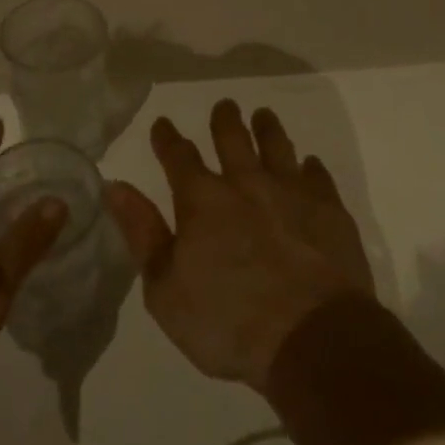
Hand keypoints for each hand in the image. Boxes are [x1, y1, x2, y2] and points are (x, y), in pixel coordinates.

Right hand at [105, 99, 375, 392]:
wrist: (312, 339)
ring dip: (267, 129)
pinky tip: (310, 165)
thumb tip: (116, 185)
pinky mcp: (328, 210)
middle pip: (232, 139)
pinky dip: (311, 168)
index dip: (168, 139)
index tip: (163, 124)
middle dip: (225, 120)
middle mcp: (245, 183)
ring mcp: (291, 192)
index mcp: (202, 199)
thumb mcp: (165, 289)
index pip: (179, 156)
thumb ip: (142, 232)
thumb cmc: (228, 322)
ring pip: (277, 147)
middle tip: (224, 105)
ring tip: (263, 116)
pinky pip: (318, 177)